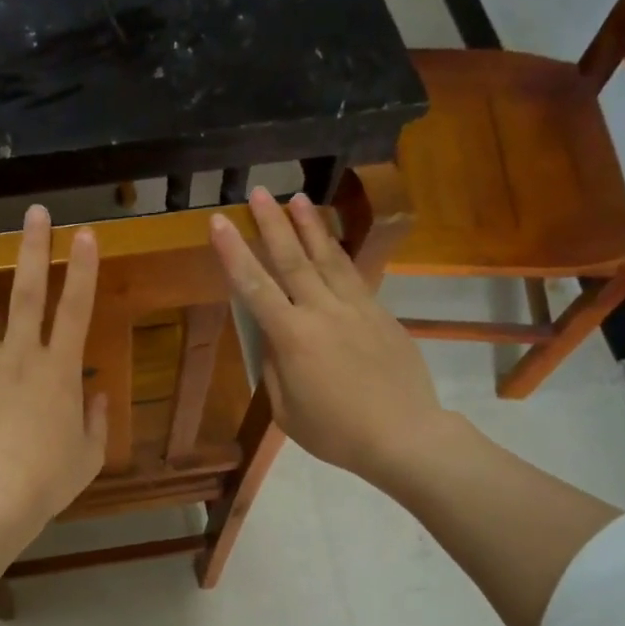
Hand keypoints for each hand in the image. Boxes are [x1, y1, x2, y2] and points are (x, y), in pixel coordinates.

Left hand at [0, 205, 107, 536]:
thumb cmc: (48, 480)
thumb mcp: (89, 455)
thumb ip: (97, 421)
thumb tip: (98, 394)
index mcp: (60, 370)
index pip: (76, 309)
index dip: (82, 269)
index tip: (85, 234)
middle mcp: (21, 354)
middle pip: (27, 292)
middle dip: (33, 248)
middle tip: (34, 212)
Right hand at [211, 188, 449, 487]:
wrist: (404, 435)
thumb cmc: (337, 432)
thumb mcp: (287, 410)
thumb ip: (276, 369)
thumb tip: (274, 340)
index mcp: (293, 338)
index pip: (255, 287)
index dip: (234, 253)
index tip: (219, 221)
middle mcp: (323, 312)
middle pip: (292, 259)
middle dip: (271, 223)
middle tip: (257, 190)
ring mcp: (356, 309)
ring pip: (328, 258)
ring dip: (310, 225)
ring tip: (297, 197)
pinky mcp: (380, 314)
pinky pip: (353, 275)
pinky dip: (338, 252)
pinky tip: (331, 241)